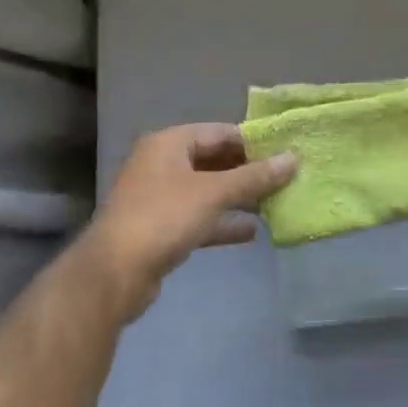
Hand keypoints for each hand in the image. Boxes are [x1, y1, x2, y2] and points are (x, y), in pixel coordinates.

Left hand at [75, 124, 295, 322]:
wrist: (114, 274)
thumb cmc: (164, 218)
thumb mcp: (214, 193)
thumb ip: (255, 177)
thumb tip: (293, 159)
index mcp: (169, 143)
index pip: (220, 132)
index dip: (253, 142)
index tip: (284, 154)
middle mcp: (162, 164)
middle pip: (214, 161)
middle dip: (248, 172)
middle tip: (284, 180)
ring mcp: (159, 197)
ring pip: (207, 191)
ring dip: (238, 198)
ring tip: (275, 204)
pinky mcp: (160, 228)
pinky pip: (198, 217)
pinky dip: (222, 222)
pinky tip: (251, 232)